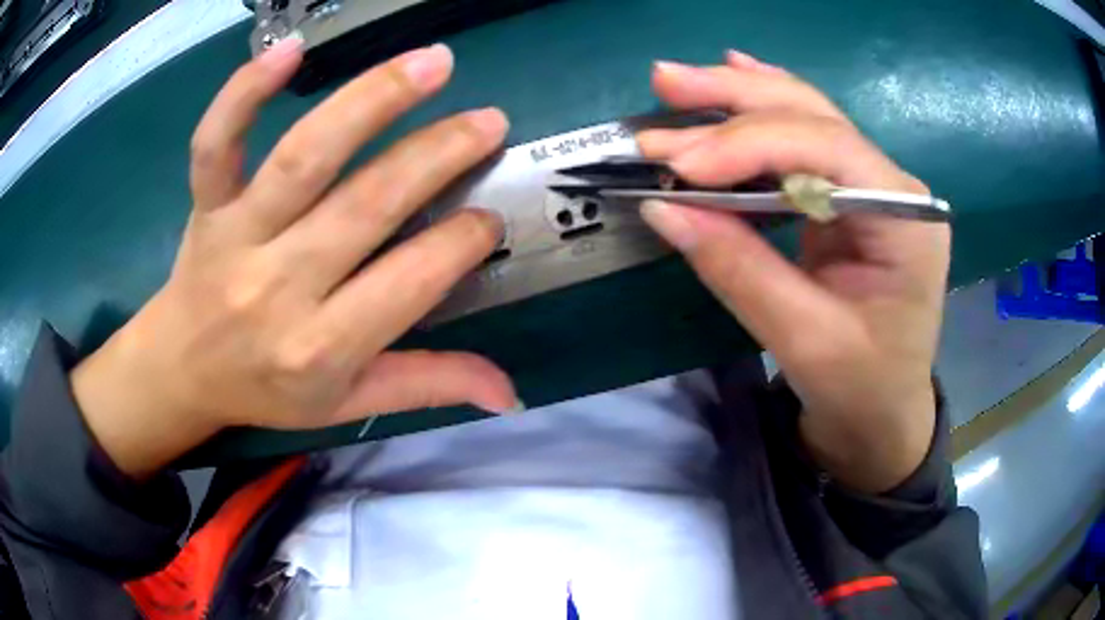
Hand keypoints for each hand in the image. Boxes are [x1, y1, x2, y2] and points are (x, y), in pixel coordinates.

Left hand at [72, 41, 518, 478]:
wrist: (182, 371)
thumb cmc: (266, 389)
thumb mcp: (347, 405)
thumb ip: (427, 387)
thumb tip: (509, 395)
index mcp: (321, 347)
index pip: (410, 280)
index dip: (461, 241)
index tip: (489, 216)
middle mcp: (279, 287)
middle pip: (367, 204)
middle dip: (438, 155)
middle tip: (488, 122)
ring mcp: (236, 236)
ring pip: (305, 157)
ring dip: (373, 100)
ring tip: (432, 63)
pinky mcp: (206, 204)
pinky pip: (216, 144)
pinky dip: (245, 93)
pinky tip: (292, 50)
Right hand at [637, 52, 950, 491]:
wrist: (881, 415)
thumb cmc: (859, 389)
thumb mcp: (803, 340)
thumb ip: (738, 268)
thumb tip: (663, 207)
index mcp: (905, 218)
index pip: (826, 149)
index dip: (747, 144)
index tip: (677, 163)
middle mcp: (893, 185)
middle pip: (813, 116)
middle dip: (735, 98)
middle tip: (663, 82)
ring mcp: (871, 186)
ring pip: (804, 116)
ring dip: (739, 95)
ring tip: (679, 81)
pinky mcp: (847, 197)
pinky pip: (802, 139)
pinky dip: (761, 112)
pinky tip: (736, 76)